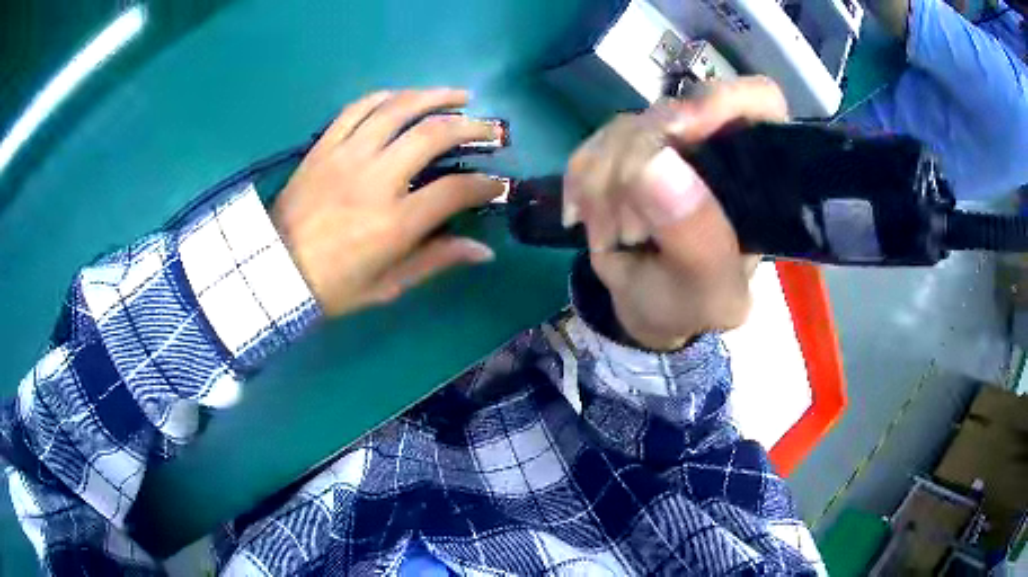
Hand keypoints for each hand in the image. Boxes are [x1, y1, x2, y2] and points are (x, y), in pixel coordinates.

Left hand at [272, 89, 506, 316]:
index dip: (487, 184)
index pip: (456, 190)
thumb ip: (436, 261)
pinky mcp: (324, 146)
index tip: (499, 184)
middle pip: (434, 134)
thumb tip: (483, 251)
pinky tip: (405, 96)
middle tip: (491, 129)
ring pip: (398, 108)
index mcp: (395, 222)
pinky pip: (358, 108)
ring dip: (435, 96)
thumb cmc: (331, 288)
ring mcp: (347, 156)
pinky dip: (387, 96)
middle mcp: (375, 179)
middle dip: (472, 126)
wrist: (272, 272)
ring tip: (460, 96)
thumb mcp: (387, 286)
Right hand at [564, 77, 788, 349]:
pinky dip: (580, 183)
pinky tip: (582, 218)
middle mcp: (715, 147)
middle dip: (639, 165)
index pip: (759, 102)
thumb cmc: (693, 304)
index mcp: (756, 175)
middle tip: (628, 227)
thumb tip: (654, 162)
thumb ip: (696, 239)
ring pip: (626, 127)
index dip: (723, 101)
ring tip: (608, 236)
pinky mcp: (626, 152)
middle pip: (675, 111)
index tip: (681, 129)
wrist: (647, 308)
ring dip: (602, 185)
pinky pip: (592, 145)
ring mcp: (668, 145)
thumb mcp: (709, 291)